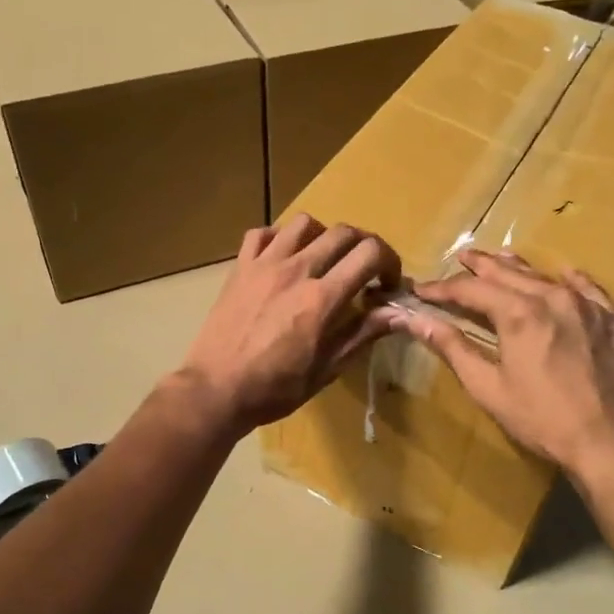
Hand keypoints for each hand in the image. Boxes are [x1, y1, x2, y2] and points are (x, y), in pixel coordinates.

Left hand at [175, 214, 400, 435]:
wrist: (216, 390)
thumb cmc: (275, 389)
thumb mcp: (327, 369)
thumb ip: (363, 334)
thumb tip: (397, 313)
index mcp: (322, 298)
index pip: (370, 254)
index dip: (389, 262)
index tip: (386, 283)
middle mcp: (296, 271)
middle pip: (343, 232)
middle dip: (363, 246)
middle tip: (363, 269)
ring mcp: (264, 265)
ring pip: (304, 223)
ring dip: (323, 236)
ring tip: (323, 259)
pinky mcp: (239, 267)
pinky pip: (262, 233)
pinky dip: (279, 238)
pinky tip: (283, 258)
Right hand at [386, 249, 613, 478]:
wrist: (611, 442)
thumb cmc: (542, 419)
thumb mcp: (488, 387)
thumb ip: (452, 348)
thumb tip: (414, 320)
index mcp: (518, 313)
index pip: (471, 290)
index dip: (442, 288)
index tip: (421, 290)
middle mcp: (553, 297)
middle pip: (508, 273)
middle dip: (480, 266)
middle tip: (461, 258)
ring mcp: (588, 306)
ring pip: (546, 276)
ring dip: (519, 267)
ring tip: (500, 258)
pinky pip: (589, 289)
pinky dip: (569, 280)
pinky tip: (563, 275)